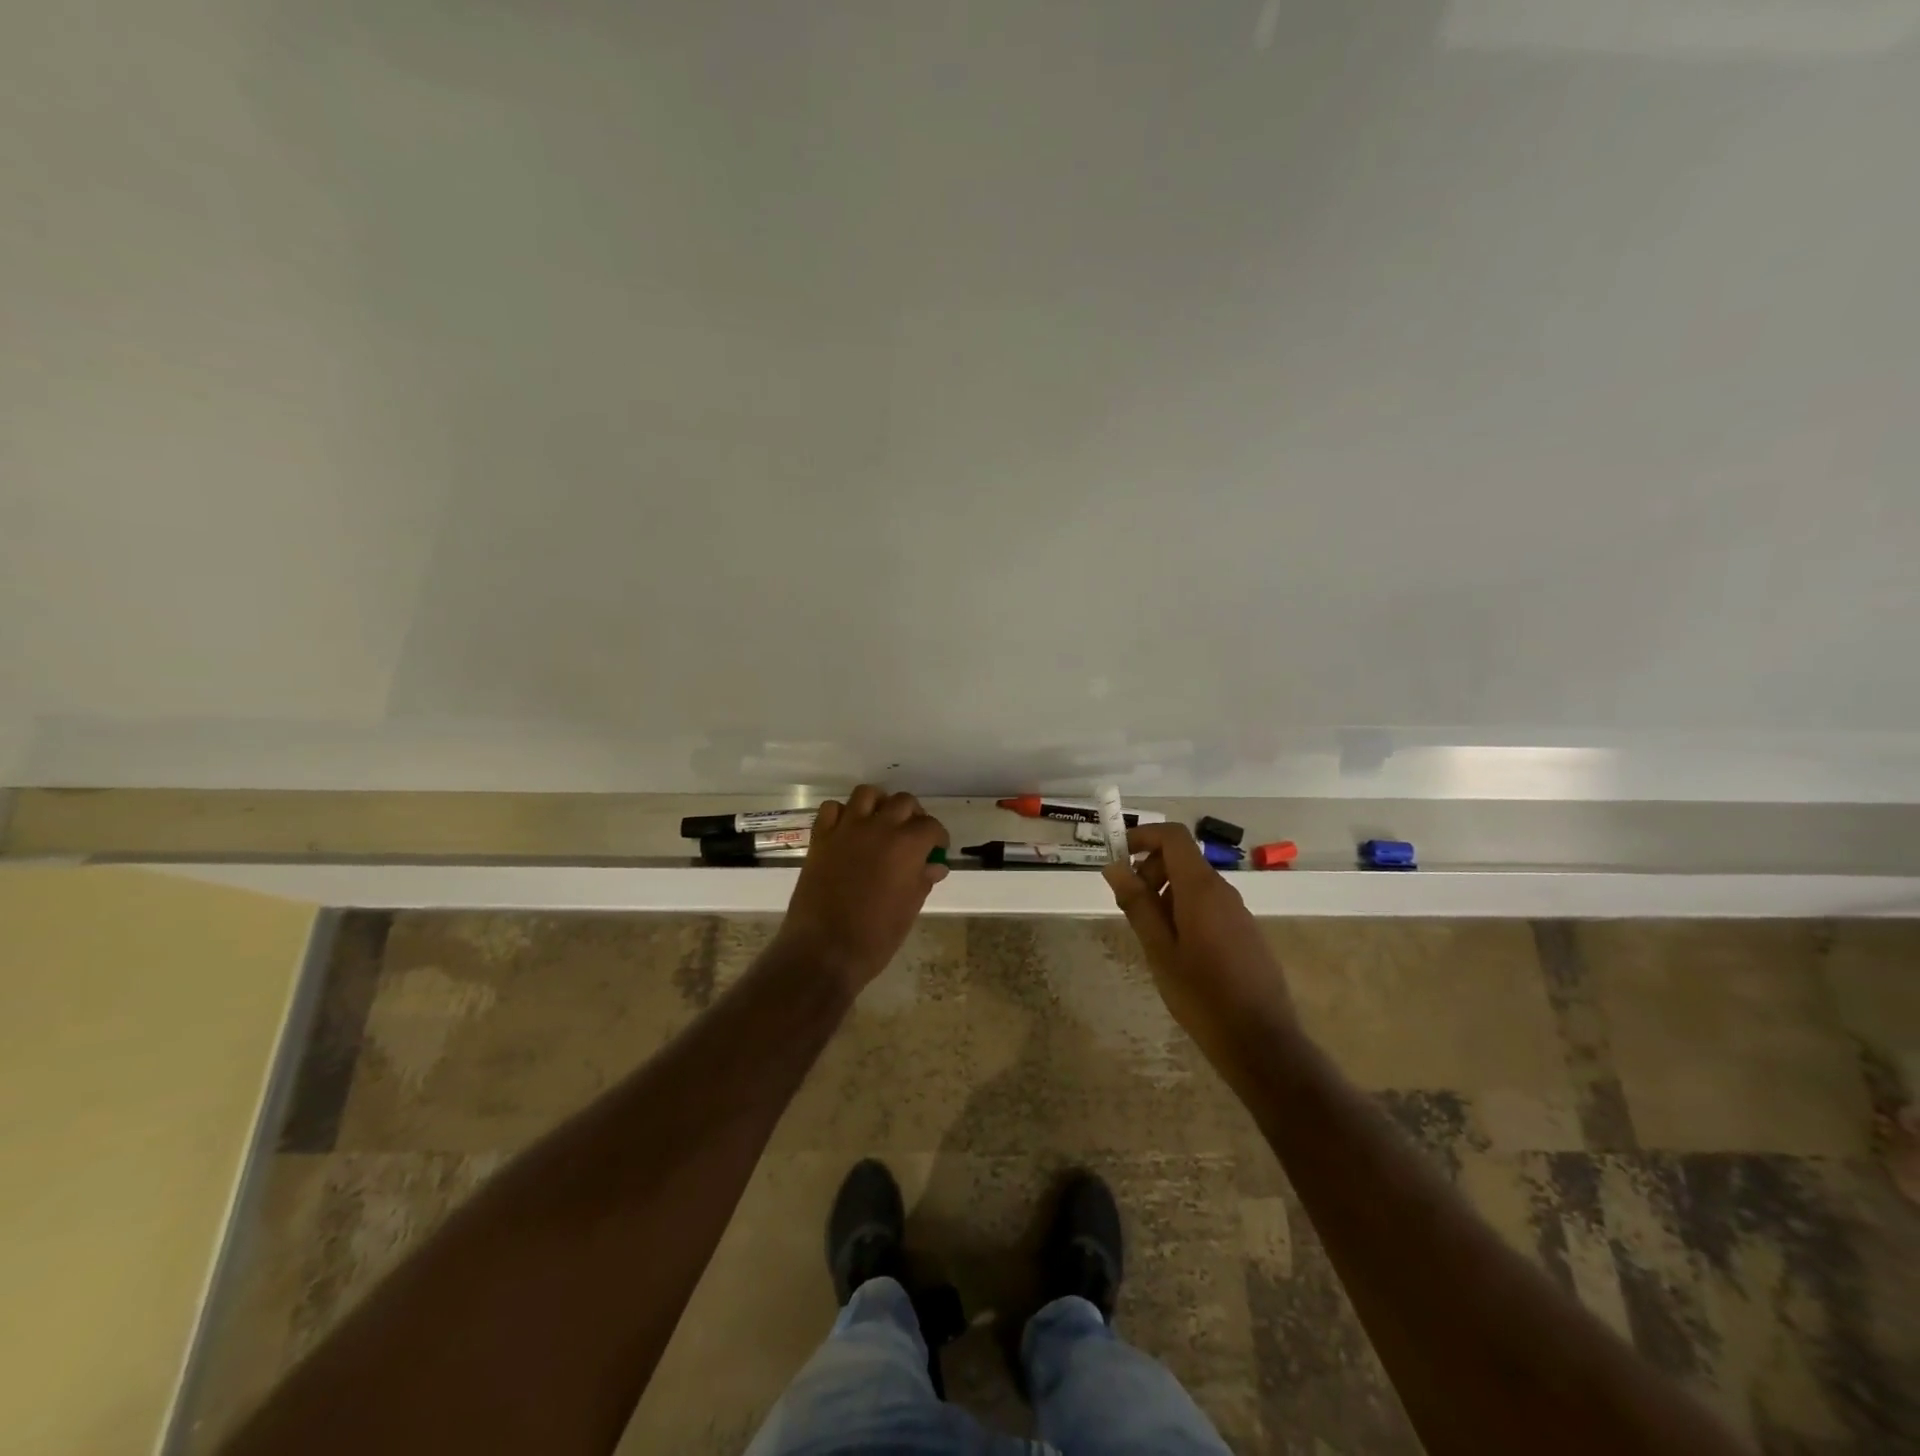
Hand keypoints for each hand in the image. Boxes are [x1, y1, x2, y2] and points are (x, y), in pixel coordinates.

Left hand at [776, 785, 950, 991]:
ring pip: (867, 794)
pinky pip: (832, 809)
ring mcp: (846, 829)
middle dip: (913, 815)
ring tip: (880, 822)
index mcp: (907, 845)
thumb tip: (934, 865)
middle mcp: (879, 827)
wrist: (824, 950)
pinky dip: (842, 814)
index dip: (938, 836)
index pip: (931, 826)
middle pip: (903, 802)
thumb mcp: (909, 909)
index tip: (937, 849)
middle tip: (912, 835)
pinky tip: (848, 831)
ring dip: (878, 804)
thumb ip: (923, 880)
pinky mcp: (820, 837)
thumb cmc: (875, 936)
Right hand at [1103, 824, 1293, 1036]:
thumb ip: (1137, 904)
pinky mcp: (1245, 932)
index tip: (1118, 857)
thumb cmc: (1201, 995)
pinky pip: (1209, 905)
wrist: (1261, 1042)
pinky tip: (1177, 951)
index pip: (1173, 836)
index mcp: (1201, 889)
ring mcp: (1238, 912)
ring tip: (1151, 935)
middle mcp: (1223, 891)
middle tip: (1131, 906)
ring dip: (1166, 894)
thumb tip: (1115, 867)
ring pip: (1194, 884)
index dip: (1143, 836)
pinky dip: (1184, 911)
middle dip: (1151, 870)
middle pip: (1182, 859)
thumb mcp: (1159, 950)